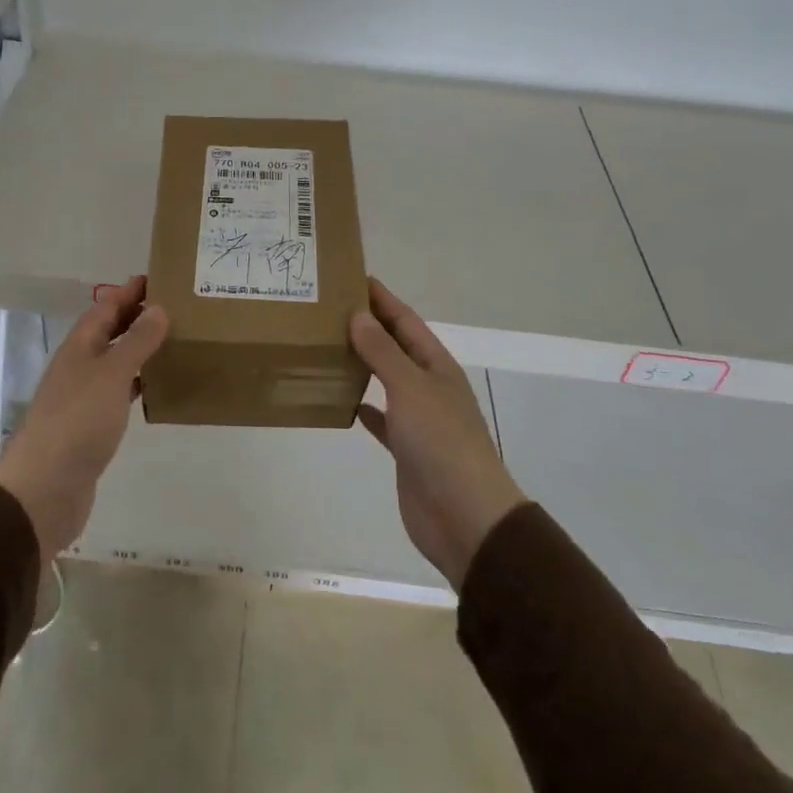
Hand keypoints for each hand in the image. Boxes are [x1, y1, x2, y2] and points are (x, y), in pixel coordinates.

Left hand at [0, 276, 167, 560]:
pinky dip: (139, 384)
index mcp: (79, 347)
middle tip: (176, 307)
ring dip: (140, 350)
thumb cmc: (77, 422)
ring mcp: (84, 397)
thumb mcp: (111, 374)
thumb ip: (136, 342)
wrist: (45, 489)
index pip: (105, 307)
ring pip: (116, 362)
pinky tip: (159, 387)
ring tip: (175, 341)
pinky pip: (119, 393)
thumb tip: (157, 308)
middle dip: (137, 317)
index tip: (159, 278)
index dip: (129, 292)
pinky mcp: (92, 426)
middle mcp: (79, 366)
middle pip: (109, 332)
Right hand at [351, 278, 526, 589]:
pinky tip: (343, 400)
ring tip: (328, 347)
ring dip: (363, 364)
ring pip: (386, 380)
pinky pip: (381, 419)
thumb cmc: (441, 441)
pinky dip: (364, 406)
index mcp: (436, 366)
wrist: (463, 515)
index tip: (353, 277)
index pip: (405, 321)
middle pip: (395, 347)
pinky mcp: (406, 449)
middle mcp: (428, 387)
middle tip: (329, 309)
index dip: (382, 298)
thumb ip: (383, 352)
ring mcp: (418, 419)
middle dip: (368, 327)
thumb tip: (358, 316)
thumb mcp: (410, 387)